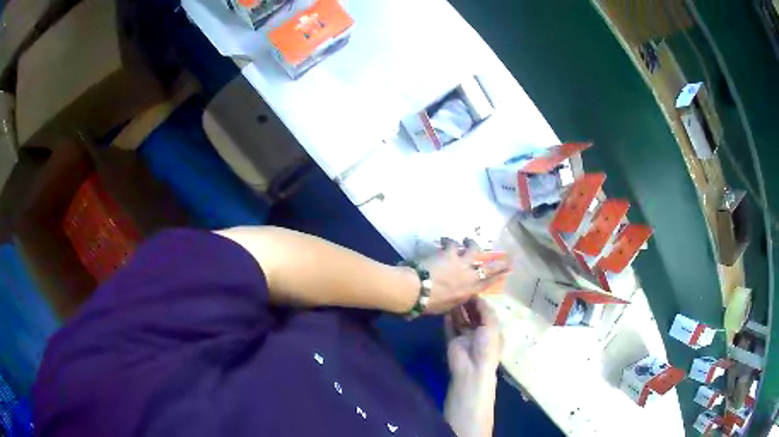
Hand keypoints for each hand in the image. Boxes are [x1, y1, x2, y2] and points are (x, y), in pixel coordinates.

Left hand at [419, 239, 507, 314]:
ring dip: (471, 243)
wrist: (418, 290)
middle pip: (489, 266)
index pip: (489, 282)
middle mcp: (470, 275)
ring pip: (473, 248)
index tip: (509, 269)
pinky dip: (449, 241)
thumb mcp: (448, 306)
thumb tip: (459, 295)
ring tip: (467, 239)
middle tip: (507, 255)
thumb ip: (457, 299)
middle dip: (499, 261)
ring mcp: (461, 262)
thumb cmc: (430, 304)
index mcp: (470, 291)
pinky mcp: (450, 252)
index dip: (500, 274)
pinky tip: (445, 240)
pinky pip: (452, 243)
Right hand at [446, 298, 502, 379]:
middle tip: (460, 292)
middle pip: (473, 317)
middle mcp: (479, 334)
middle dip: (468, 306)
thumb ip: (485, 310)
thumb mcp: (491, 325)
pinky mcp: (453, 342)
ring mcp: (466, 338)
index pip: (487, 314)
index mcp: (492, 331)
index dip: (480, 304)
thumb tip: (478, 297)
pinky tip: (445, 311)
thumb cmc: (487, 346)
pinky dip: (448, 321)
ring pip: (461, 322)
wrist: (472, 368)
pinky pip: (450, 329)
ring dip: (458, 311)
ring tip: (452, 298)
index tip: (472, 291)